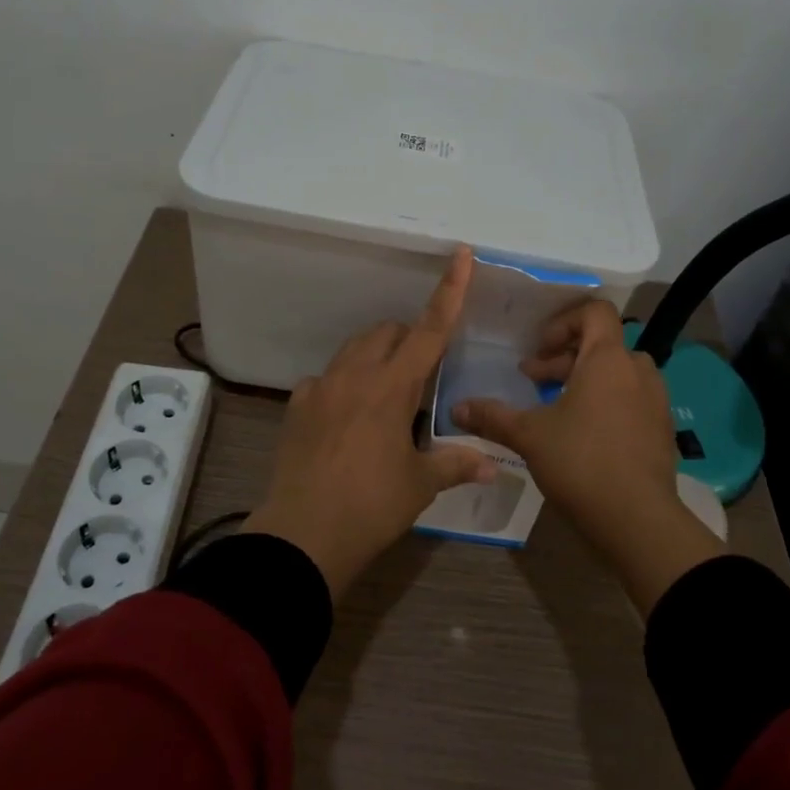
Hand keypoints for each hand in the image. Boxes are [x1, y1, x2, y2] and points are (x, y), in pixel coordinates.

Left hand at [243, 247, 498, 597]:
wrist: (303, 535)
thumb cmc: (371, 506)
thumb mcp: (419, 485)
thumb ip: (456, 464)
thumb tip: (492, 465)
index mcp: (392, 387)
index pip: (430, 330)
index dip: (450, 291)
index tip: (461, 254)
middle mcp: (355, 375)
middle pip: (388, 332)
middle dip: (408, 339)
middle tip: (421, 376)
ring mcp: (321, 387)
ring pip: (354, 349)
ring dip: (376, 356)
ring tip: (385, 396)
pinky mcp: (297, 406)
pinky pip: (324, 379)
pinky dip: (342, 385)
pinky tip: (345, 418)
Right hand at [453, 299, 722, 611]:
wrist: (638, 520)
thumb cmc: (581, 462)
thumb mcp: (529, 436)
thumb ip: (493, 416)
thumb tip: (456, 409)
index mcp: (608, 359)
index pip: (595, 311)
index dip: (564, 321)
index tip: (539, 349)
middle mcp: (637, 370)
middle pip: (602, 344)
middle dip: (563, 357)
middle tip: (533, 380)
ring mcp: (655, 400)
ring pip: (617, 373)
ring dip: (585, 380)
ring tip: (555, 406)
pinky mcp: (661, 429)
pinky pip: (631, 398)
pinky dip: (606, 401)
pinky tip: (581, 434)